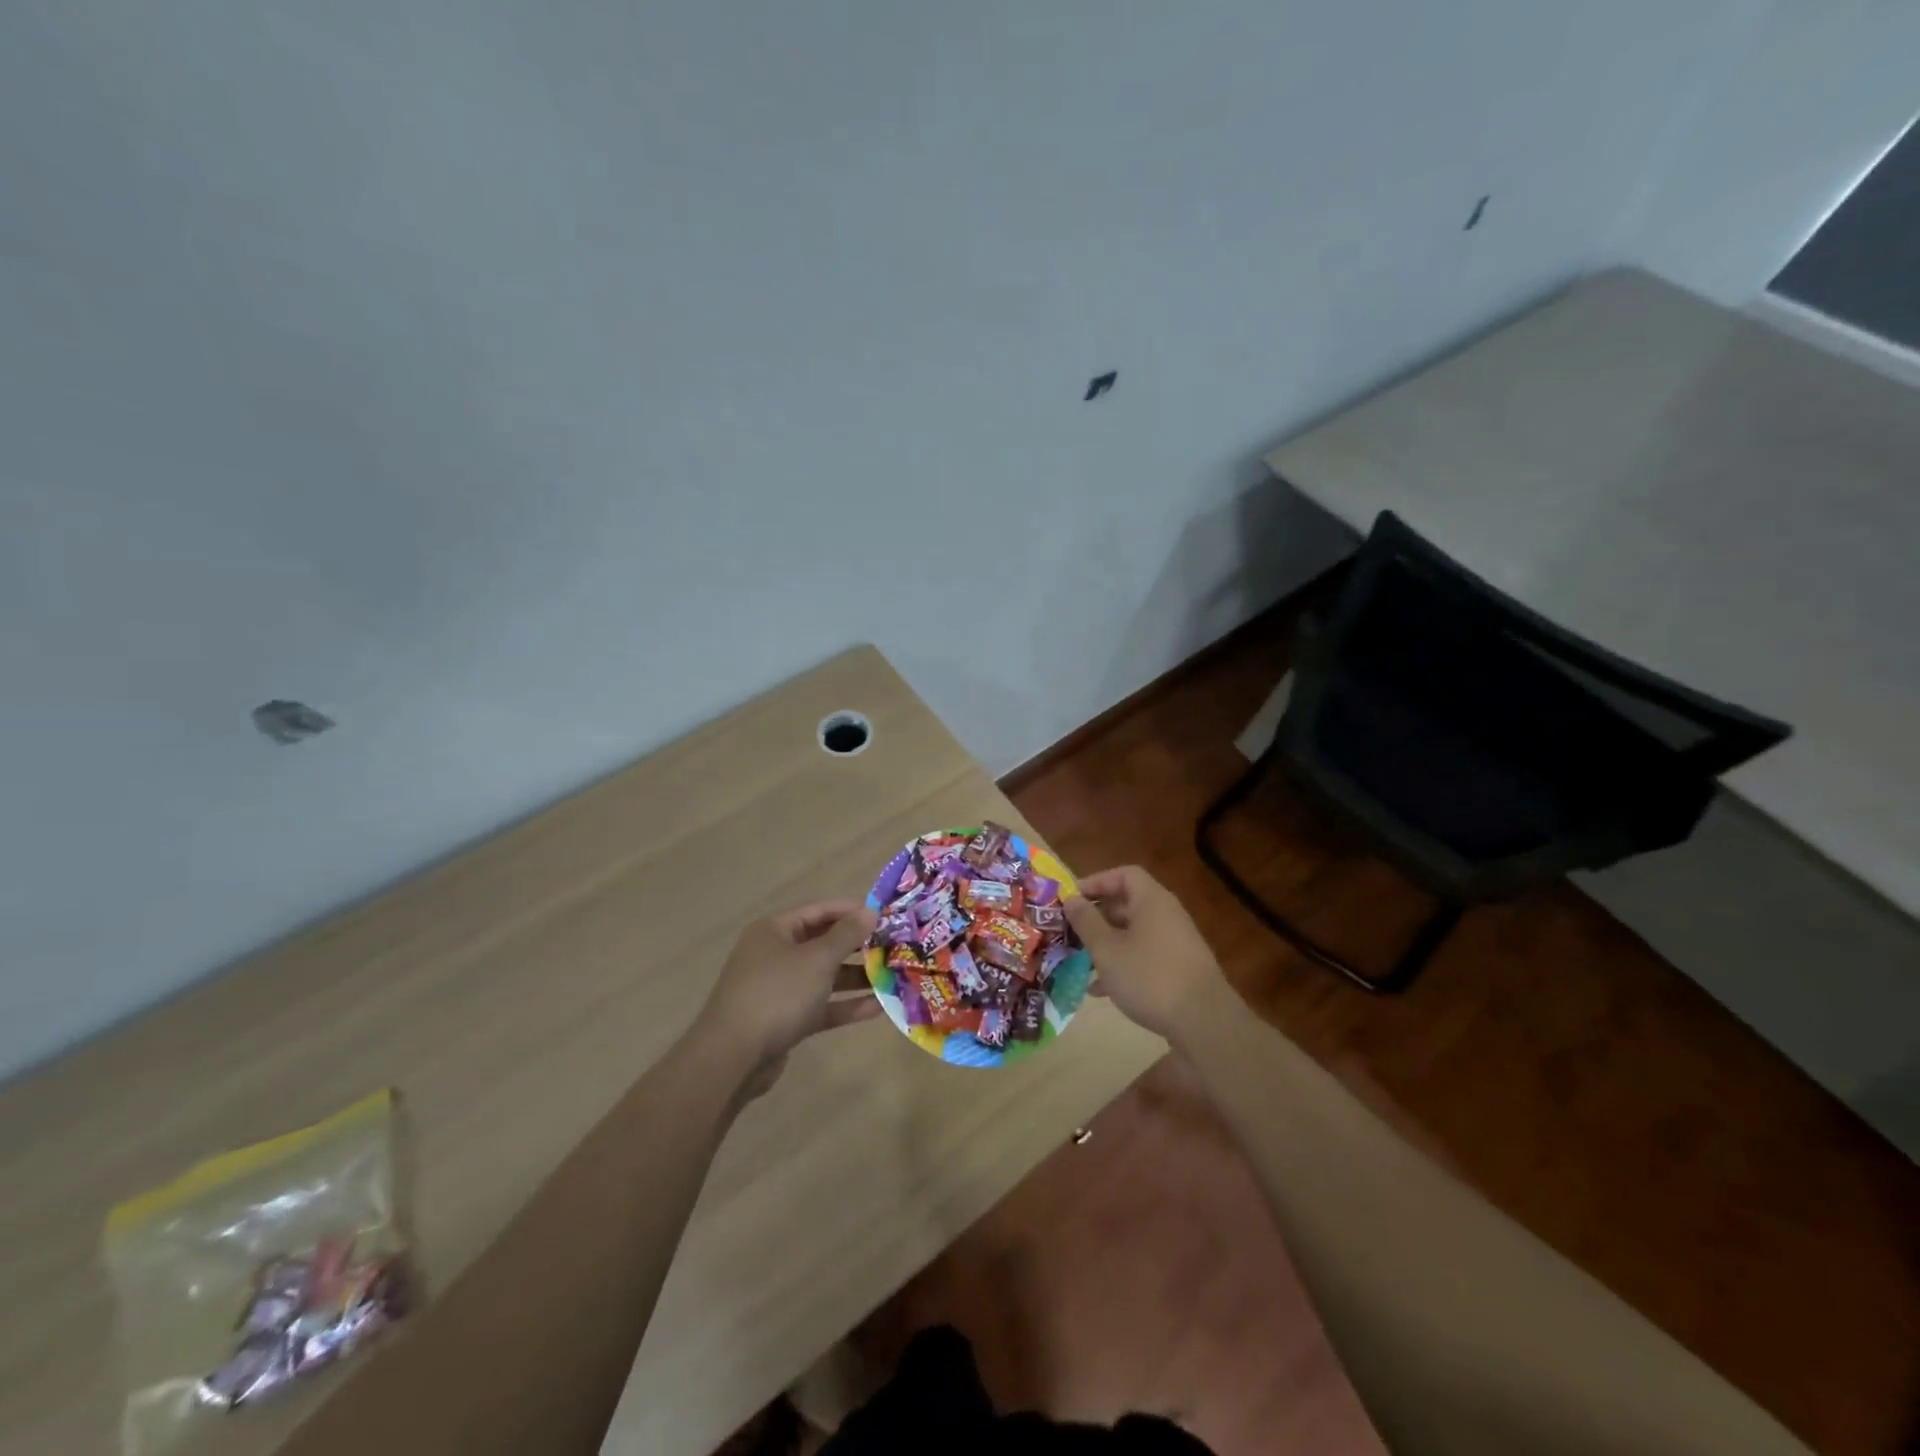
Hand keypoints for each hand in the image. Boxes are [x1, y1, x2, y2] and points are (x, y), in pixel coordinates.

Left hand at [698, 901, 881, 1095]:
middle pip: (823, 943)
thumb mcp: (817, 959)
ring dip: (856, 977)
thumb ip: (847, 935)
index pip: (820, 910)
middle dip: (859, 946)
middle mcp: (775, 954)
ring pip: (824, 976)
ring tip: (892, 977)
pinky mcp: (785, 1019)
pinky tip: (878, 1007)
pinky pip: (820, 1005)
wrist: (733, 1058)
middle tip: (895, 947)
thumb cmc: (777, 994)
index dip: (853, 911)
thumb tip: (870, 911)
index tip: (886, 915)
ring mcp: (779, 988)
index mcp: (776, 930)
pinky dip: (845, 1005)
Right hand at [1063, 866, 1229, 1042]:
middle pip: (1127, 904)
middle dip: (1096, 917)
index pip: (1123, 874)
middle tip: (1071, 932)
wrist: (1204, 1022)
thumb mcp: (1107, 950)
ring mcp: (1175, 942)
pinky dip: (1122, 964)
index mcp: (1152, 901)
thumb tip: (1071, 899)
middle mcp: (1166, 915)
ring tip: (1080, 962)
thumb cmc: (1149, 977)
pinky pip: (1144, 956)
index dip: (1096, 881)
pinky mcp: (1179, 968)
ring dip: (1106, 944)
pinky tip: (1100, 990)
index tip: (1072, 899)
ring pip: (1133, 933)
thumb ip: (1086, 922)